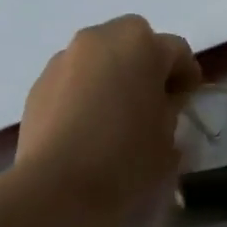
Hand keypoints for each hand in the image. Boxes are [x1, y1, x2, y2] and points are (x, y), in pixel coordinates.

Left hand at [16, 15, 199, 226]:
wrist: (56, 188)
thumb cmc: (126, 159)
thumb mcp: (169, 137)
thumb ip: (171, 109)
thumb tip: (160, 102)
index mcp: (141, 45)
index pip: (177, 51)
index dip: (186, 77)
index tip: (186, 104)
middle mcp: (100, 39)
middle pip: (134, 41)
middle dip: (146, 65)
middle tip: (151, 102)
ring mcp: (65, 58)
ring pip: (100, 56)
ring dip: (112, 75)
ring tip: (115, 115)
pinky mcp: (40, 82)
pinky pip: (74, 77)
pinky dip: (85, 91)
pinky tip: (87, 126)